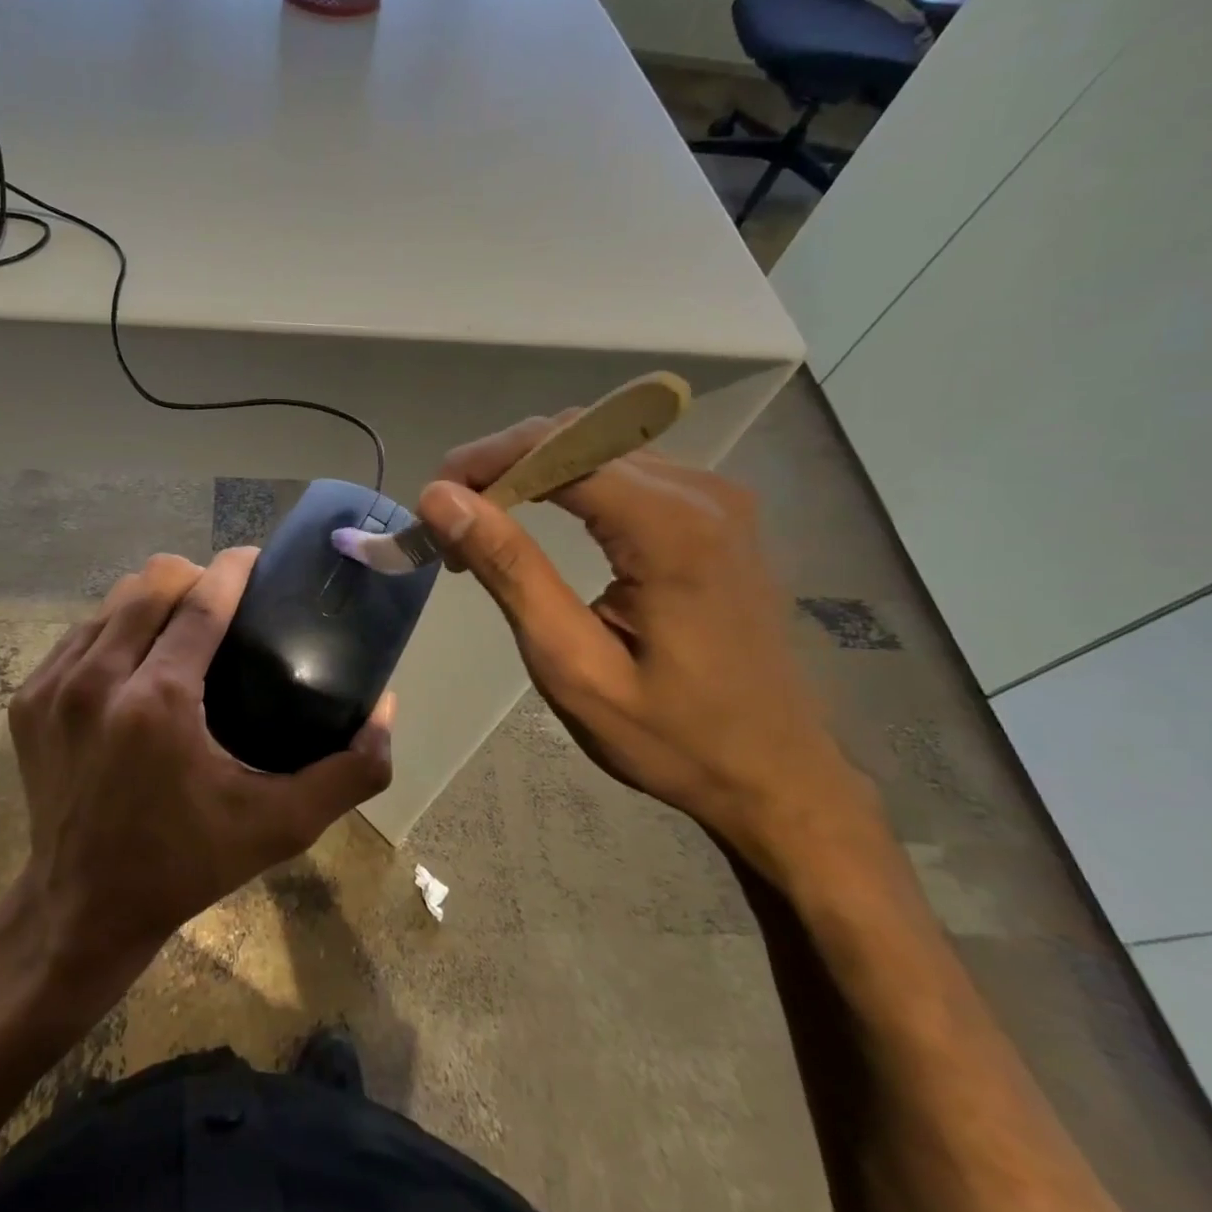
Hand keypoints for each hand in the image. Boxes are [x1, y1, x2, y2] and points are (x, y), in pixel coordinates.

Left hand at [7, 548, 392, 977]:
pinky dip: (114, 629)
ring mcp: (53, 687)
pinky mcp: (28, 699)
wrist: (82, 908)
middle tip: (224, 601)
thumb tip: (387, 710)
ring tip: (182, 623)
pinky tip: (137, 656)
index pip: (201, 602)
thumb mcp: (280, 826)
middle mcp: (97, 681)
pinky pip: (80, 633)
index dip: (233, 568)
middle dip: (194, 575)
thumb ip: (348, 772)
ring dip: (153, 599)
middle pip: (151, 582)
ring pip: (112, 601)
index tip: (257, 558)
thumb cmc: (187, 863)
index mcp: (157, 703)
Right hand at [415, 421, 874, 869]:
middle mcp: (701, 491)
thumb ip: (509, 569)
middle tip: (450, 518)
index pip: (556, 449)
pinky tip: (537, 516)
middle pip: (576, 434)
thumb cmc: (670, 735)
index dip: (483, 460)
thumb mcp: (572, 663)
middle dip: (501, 462)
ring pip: (597, 443)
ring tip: (483, 521)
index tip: (433, 503)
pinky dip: (567, 479)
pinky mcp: (715, 512)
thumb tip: (441, 498)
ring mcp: (715, 497)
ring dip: (530, 469)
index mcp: (670, 527)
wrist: (778, 777)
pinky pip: (624, 466)